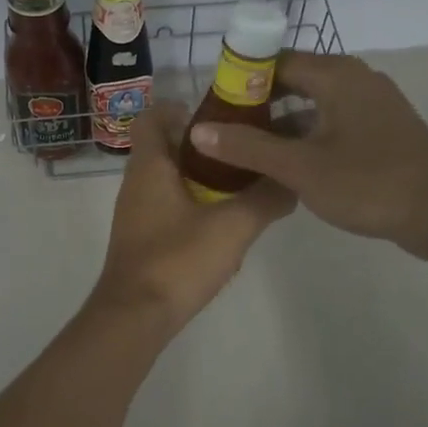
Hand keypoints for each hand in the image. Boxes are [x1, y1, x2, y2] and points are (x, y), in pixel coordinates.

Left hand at [95, 100, 294, 333]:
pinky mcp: (142, 238)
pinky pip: (168, 207)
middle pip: (166, 147)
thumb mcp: (233, 226)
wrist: (135, 316)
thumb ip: (265, 199)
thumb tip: (293, 181)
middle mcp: (137, 182)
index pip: (153, 117)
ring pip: (169, 179)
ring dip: (202, 178)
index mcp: (150, 166)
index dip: (182, 109)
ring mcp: (136, 212)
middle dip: (204, 146)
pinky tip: (224, 226)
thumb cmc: (178, 260)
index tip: (220, 118)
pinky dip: (194, 206)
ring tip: (243, 188)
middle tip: (243, 152)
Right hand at [186, 52, 427, 259]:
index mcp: (337, 75)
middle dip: (256, 102)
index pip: (275, 60)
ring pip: (312, 104)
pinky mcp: (380, 131)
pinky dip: (305, 136)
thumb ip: (249, 147)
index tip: (212, 103)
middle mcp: (355, 80)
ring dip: (279, 122)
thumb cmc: (372, 183)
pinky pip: (331, 122)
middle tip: (222, 128)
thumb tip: (198, 130)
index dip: (240, 78)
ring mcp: (371, 106)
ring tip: (244, 147)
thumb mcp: (301, 167)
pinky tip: (284, 163)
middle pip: (293, 79)